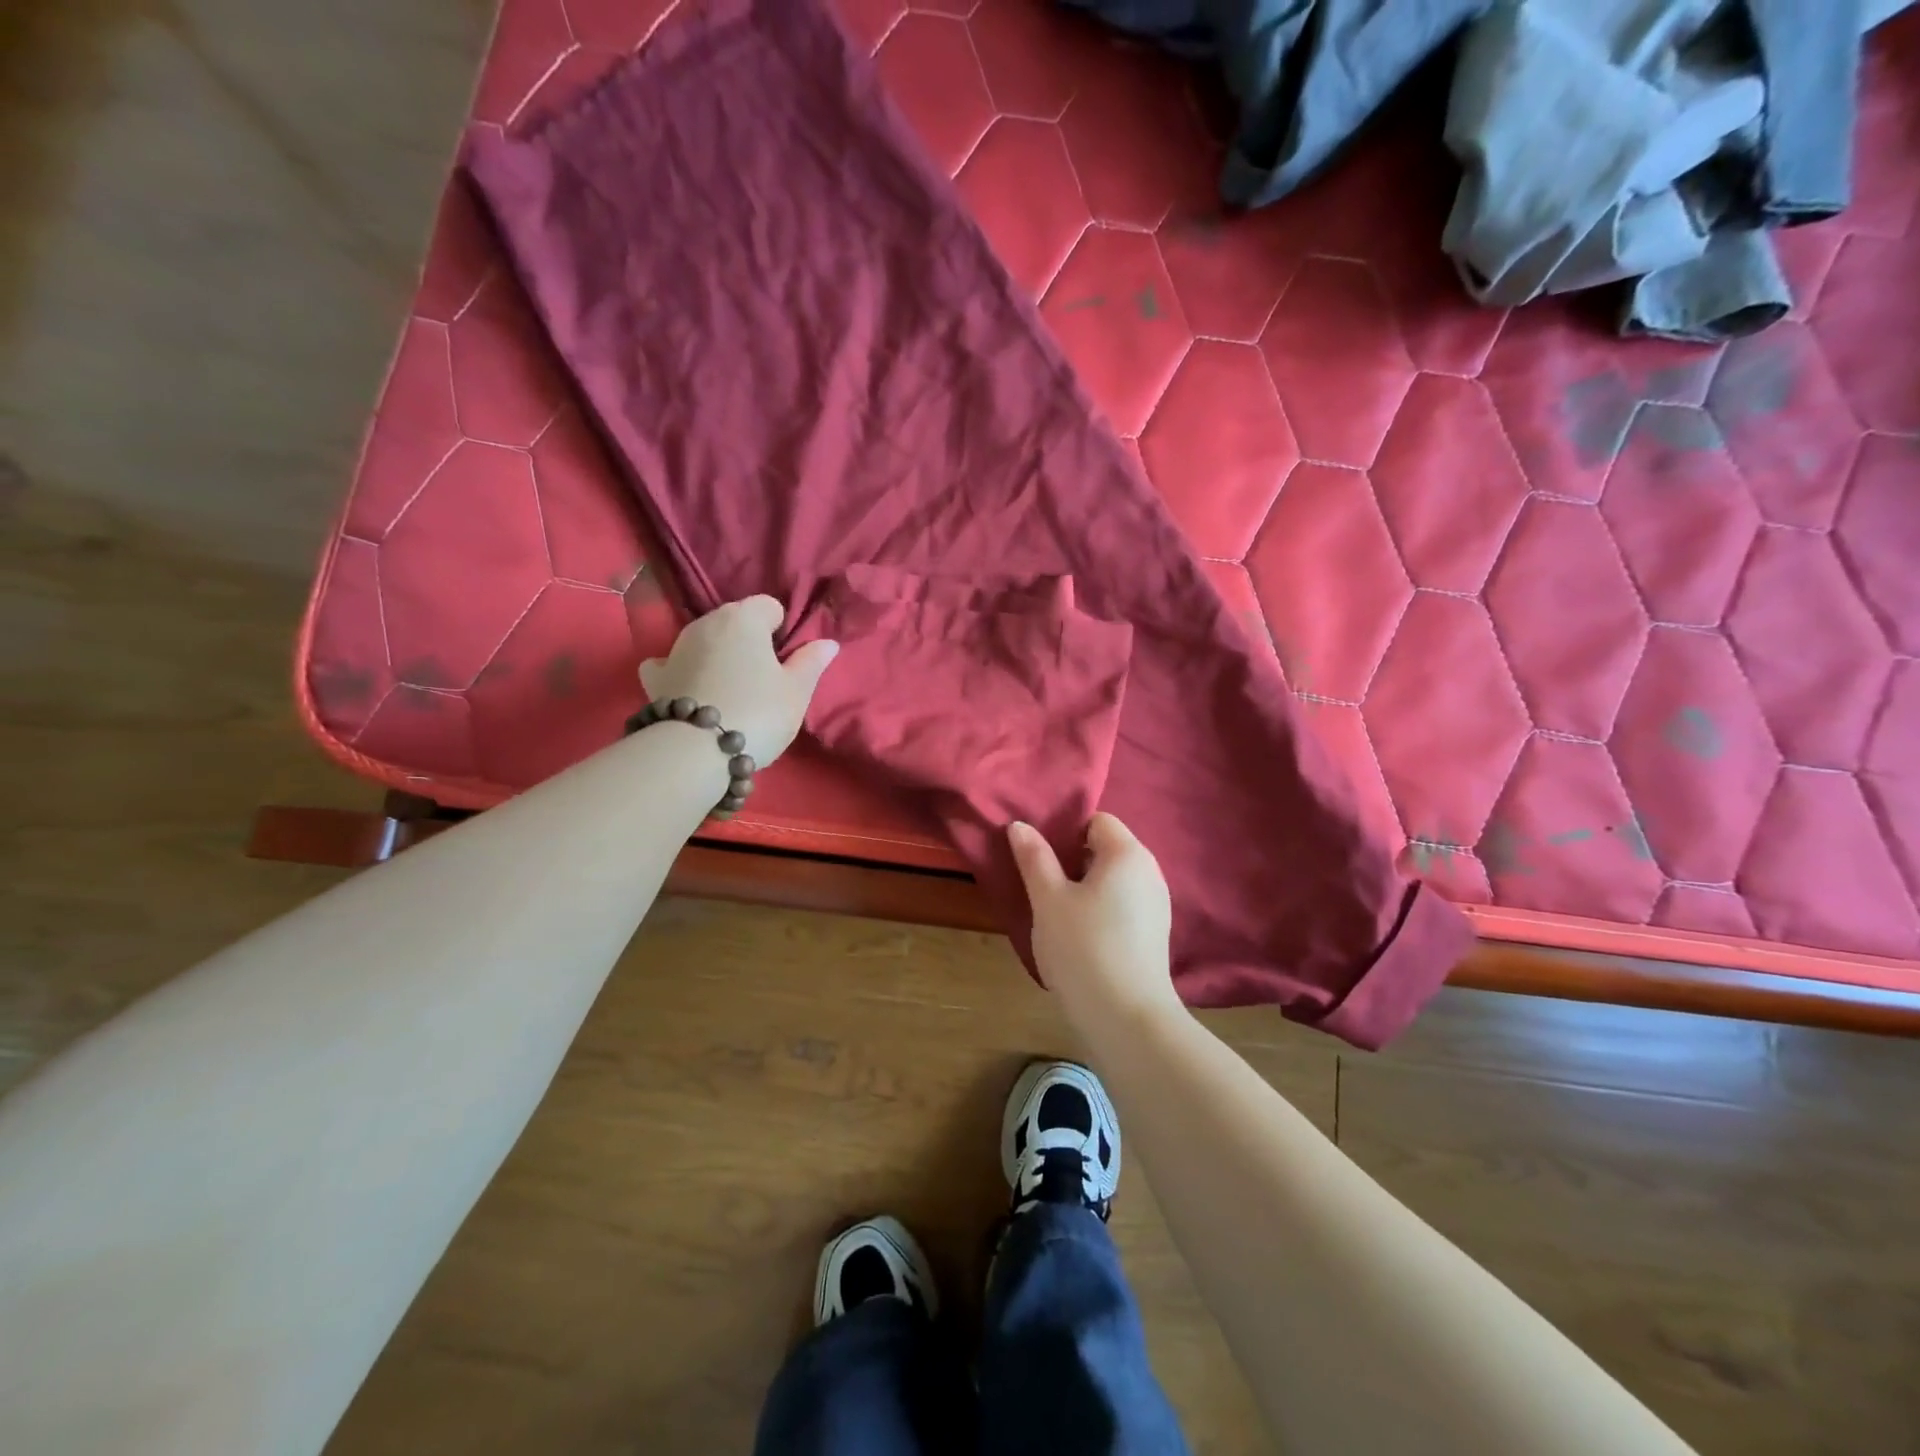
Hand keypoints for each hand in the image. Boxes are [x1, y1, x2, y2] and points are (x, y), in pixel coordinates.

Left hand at [639, 596, 837, 765]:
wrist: (696, 751)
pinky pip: (671, 663)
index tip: (786, 661)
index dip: (781, 631)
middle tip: (763, 680)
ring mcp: (675, 648)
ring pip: (705, 641)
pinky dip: (682, 671)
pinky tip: (692, 690)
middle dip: (749, 642)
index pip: (769, 606)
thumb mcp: (797, 691)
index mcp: (743, 618)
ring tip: (731, 692)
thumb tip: (827, 643)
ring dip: (719, 656)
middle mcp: (706, 623)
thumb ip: (811, 662)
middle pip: (735, 622)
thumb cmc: (758, 713)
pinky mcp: (655, 677)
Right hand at [1008, 813, 1177, 1020]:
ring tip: (1056, 913)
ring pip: (1113, 880)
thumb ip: (1034, 858)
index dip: (1065, 831)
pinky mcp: (1154, 934)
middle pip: (1106, 849)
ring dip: (1084, 888)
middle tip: (1041, 884)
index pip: (1096, 820)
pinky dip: (1100, 910)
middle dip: (1072, 861)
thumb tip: (1019, 825)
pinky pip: (1122, 905)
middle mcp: (1150, 871)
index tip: (1039, 856)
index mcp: (1127, 853)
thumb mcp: (1048, 900)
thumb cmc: (1083, 947)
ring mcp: (1156, 904)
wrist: (1127, 1018)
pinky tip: (1079, 937)